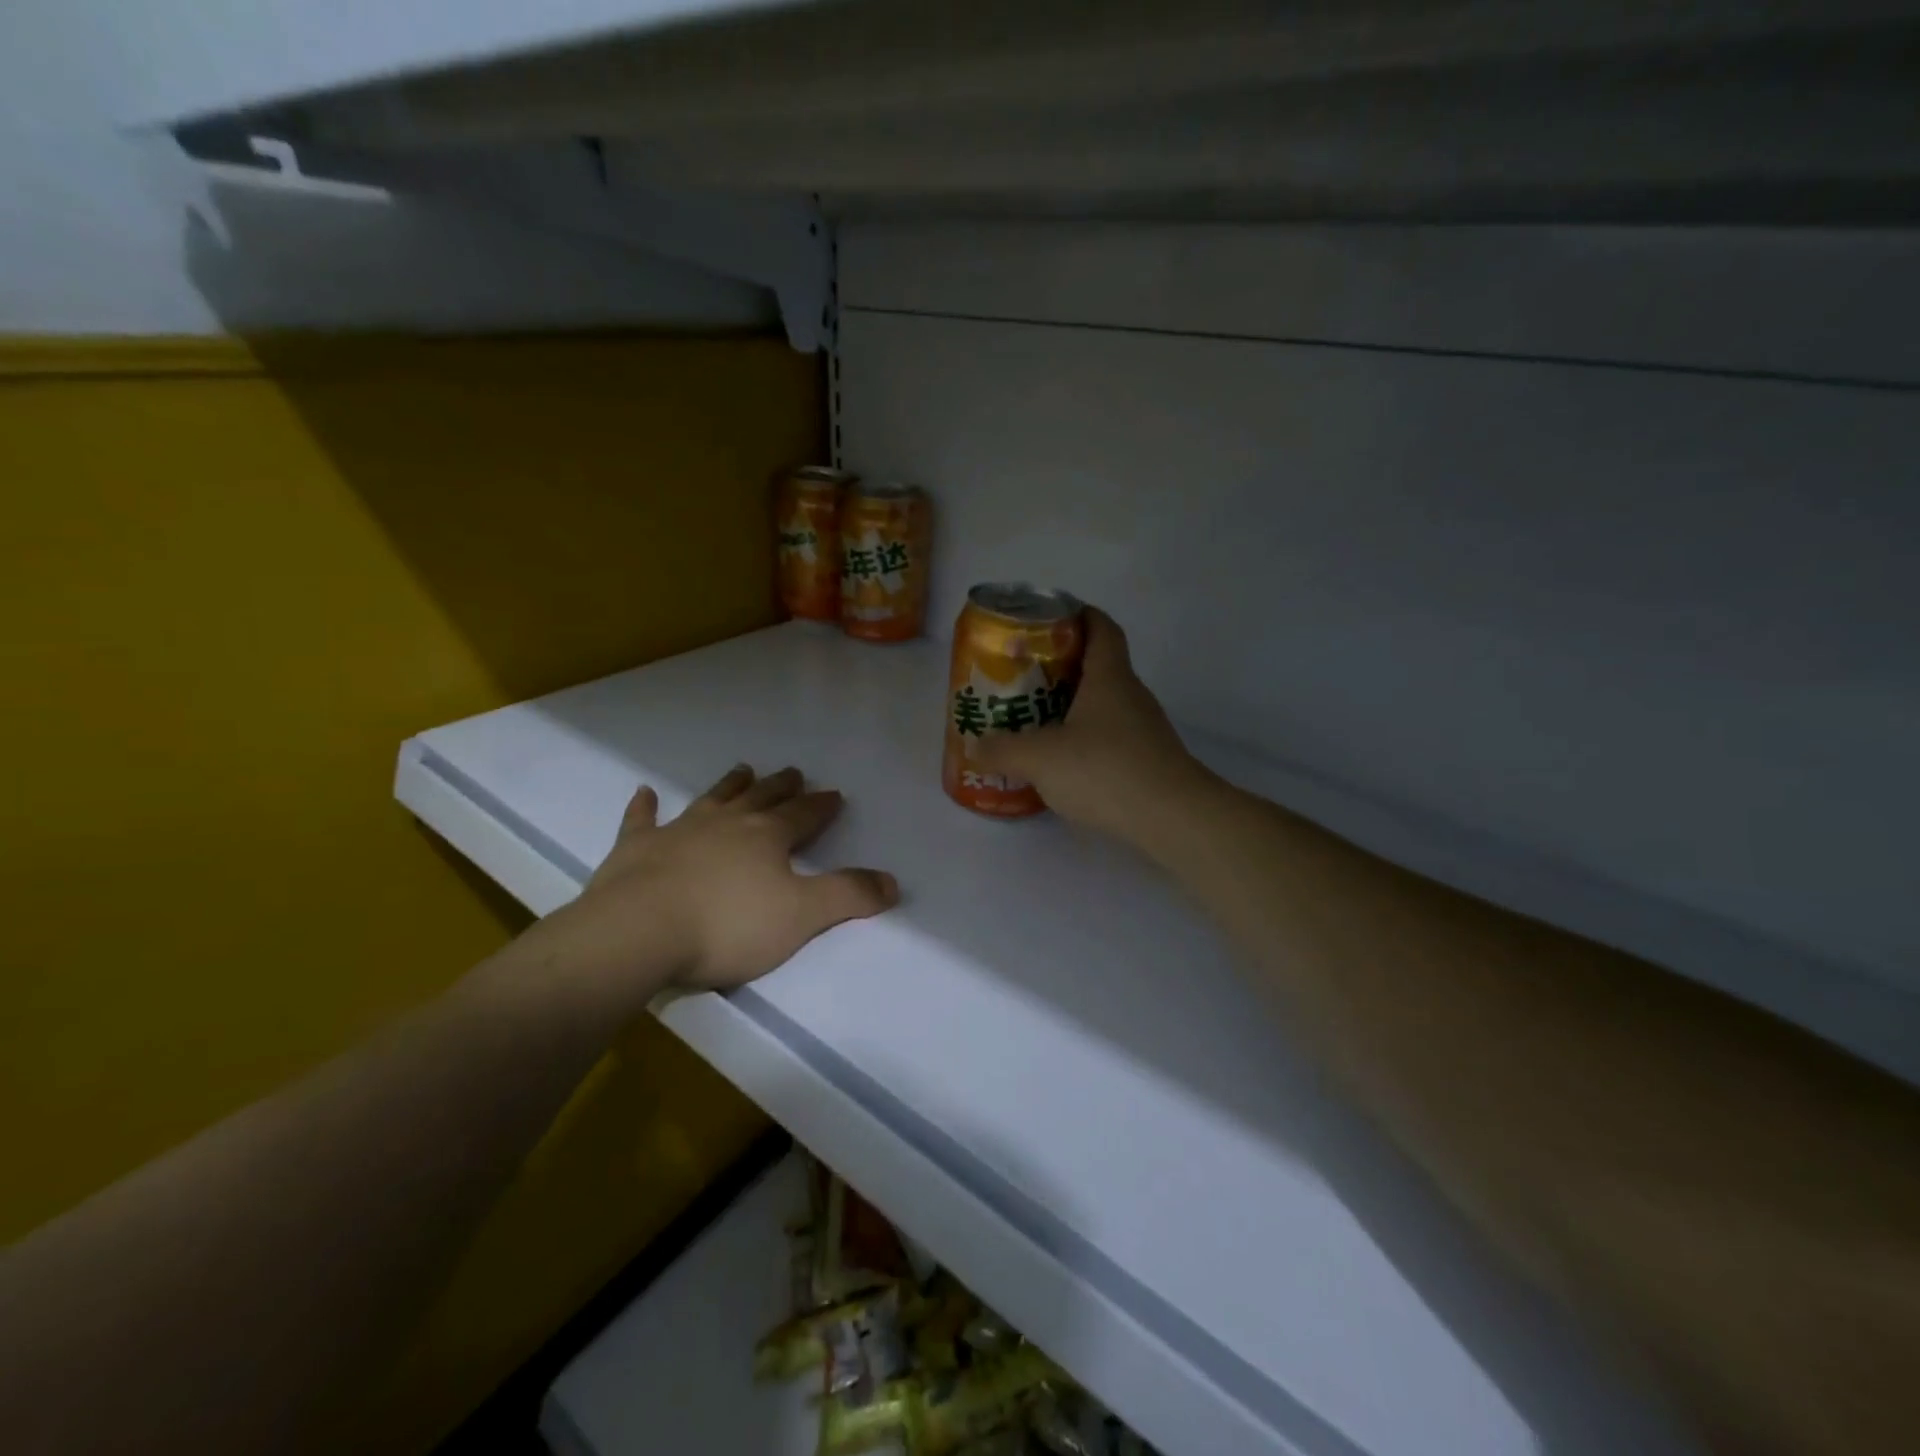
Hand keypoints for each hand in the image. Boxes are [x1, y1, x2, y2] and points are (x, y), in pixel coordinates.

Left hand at [529, 764, 898, 1009]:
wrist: (638, 932)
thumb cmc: (727, 926)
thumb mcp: (801, 916)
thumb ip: (848, 896)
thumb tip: (893, 882)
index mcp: (767, 837)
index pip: (803, 815)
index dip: (821, 806)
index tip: (834, 794)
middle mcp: (727, 824)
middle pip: (760, 799)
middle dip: (780, 787)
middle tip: (792, 772)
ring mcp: (679, 831)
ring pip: (712, 799)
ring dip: (729, 785)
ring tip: (744, 769)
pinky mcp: (636, 848)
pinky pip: (642, 820)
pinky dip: (644, 807)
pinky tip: (644, 794)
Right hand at [976, 608, 1209, 841]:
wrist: (1173, 819)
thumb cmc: (1106, 770)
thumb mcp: (1041, 758)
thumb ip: (1003, 750)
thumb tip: (975, 746)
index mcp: (1110, 677)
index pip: (1100, 627)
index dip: (1077, 614)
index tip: (1047, 620)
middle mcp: (1131, 696)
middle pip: (1098, 665)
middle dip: (1060, 666)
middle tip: (1022, 676)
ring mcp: (1143, 730)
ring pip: (1102, 705)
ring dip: (1070, 706)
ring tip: (1033, 719)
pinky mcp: (1146, 761)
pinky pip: (1108, 738)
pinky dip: (1083, 740)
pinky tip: (1060, 763)